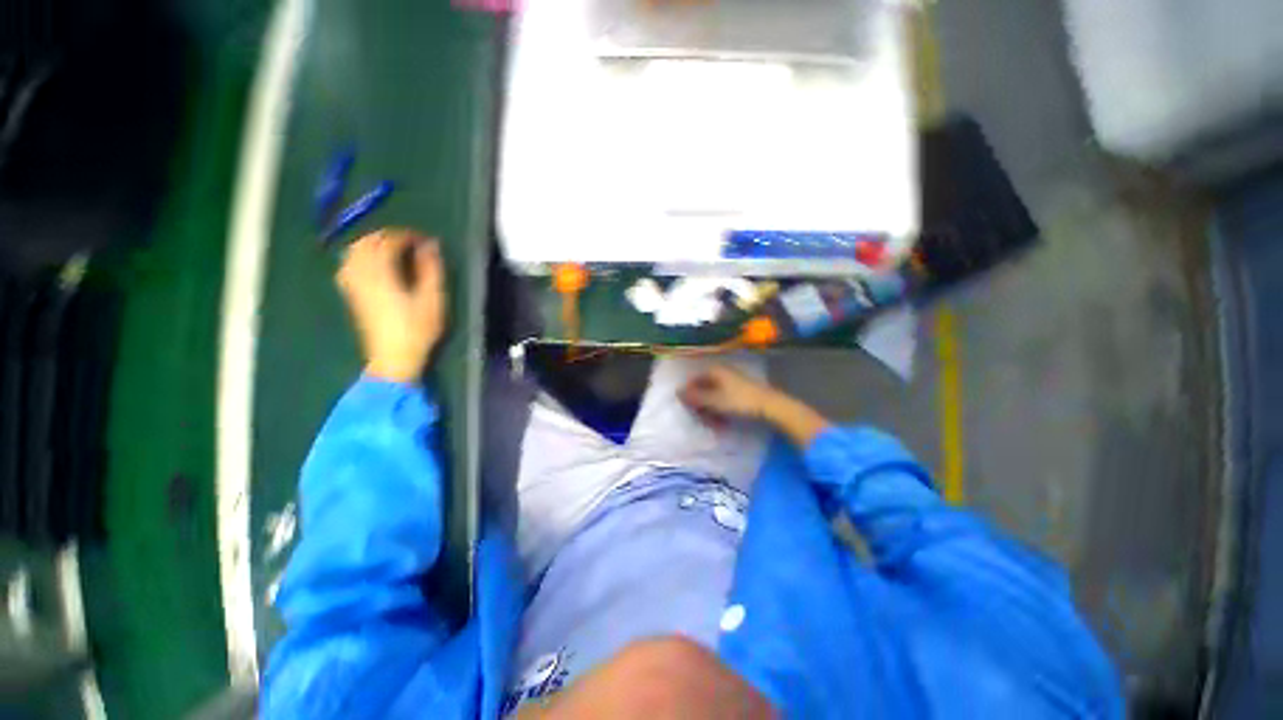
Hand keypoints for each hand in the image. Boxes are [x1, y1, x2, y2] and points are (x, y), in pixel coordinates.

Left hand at [337, 228, 445, 382]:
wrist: (394, 357)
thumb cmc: (418, 329)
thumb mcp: (433, 300)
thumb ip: (431, 270)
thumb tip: (430, 245)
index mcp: (382, 274)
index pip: (387, 241)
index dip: (405, 236)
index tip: (423, 239)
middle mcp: (362, 274)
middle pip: (366, 243)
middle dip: (387, 236)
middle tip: (408, 242)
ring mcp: (353, 285)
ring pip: (353, 252)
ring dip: (371, 244)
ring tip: (391, 249)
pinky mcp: (351, 294)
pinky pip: (348, 265)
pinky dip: (360, 256)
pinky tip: (372, 263)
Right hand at [681, 363, 831, 445]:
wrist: (770, 406)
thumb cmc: (740, 401)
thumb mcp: (714, 400)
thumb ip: (695, 396)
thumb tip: (677, 392)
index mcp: (715, 371)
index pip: (694, 380)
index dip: (689, 394)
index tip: (687, 409)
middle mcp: (722, 373)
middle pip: (703, 389)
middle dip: (701, 406)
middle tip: (702, 420)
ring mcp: (732, 382)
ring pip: (713, 397)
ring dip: (710, 412)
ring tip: (714, 425)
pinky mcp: (740, 392)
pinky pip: (724, 401)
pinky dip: (721, 411)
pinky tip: (723, 424)